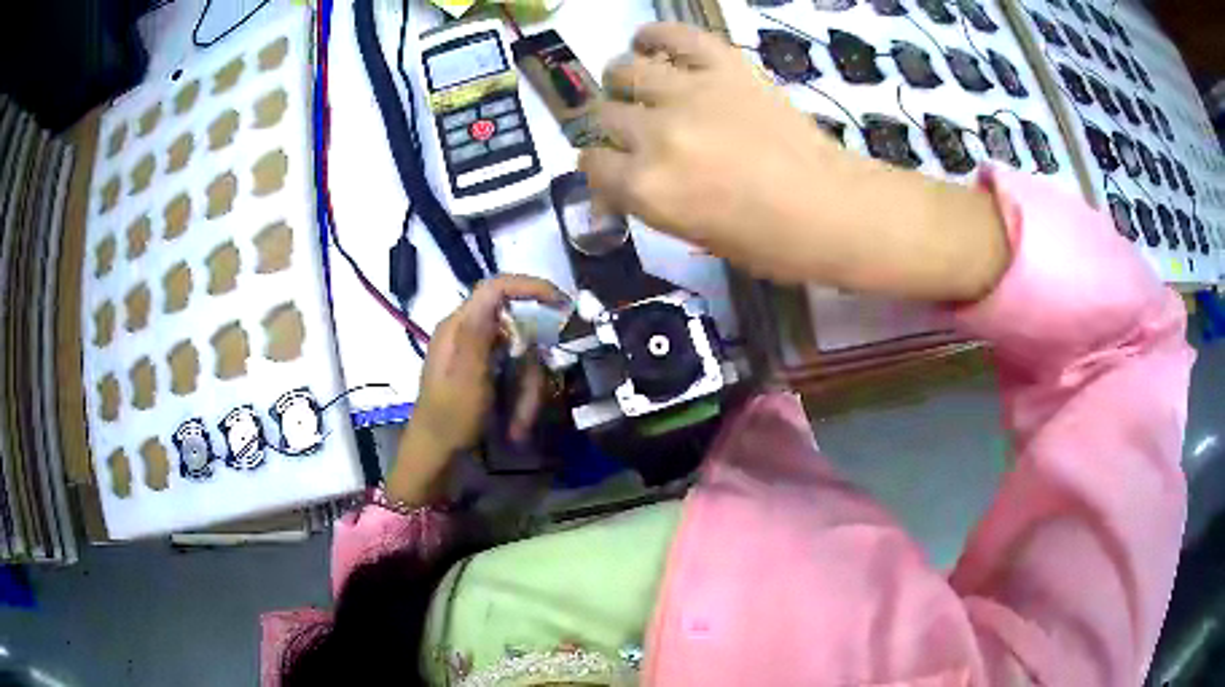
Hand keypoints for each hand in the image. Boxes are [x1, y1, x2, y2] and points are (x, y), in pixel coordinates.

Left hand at [388, 275, 566, 505]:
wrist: (437, 459)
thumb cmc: (449, 420)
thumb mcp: (467, 378)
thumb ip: (480, 333)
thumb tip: (497, 289)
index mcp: (458, 327)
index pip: (496, 288)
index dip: (530, 288)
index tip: (563, 303)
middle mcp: (469, 335)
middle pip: (519, 334)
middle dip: (529, 372)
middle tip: (528, 406)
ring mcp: (479, 356)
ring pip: (522, 360)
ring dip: (527, 394)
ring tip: (519, 427)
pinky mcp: (487, 375)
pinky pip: (516, 376)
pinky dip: (521, 401)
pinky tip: (515, 428)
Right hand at [580, 23, 1008, 300]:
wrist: (833, 208)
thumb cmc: (770, 241)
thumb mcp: (695, 235)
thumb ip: (652, 202)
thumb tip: (627, 181)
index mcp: (647, 188)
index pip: (591, 166)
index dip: (598, 168)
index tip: (610, 167)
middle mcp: (655, 135)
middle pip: (604, 116)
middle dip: (611, 126)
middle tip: (631, 128)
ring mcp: (689, 94)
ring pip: (624, 71)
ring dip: (621, 79)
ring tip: (634, 83)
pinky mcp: (723, 67)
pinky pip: (675, 36)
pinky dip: (655, 36)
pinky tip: (649, 42)